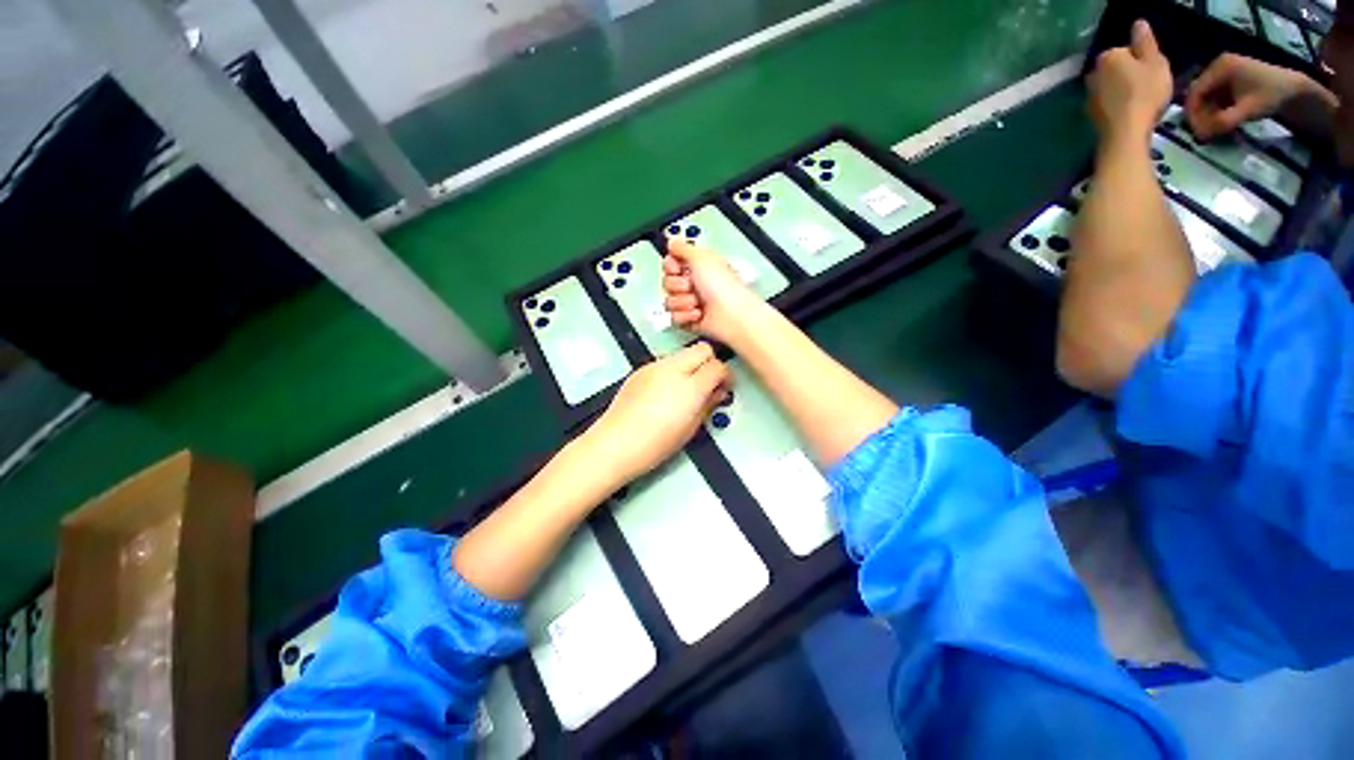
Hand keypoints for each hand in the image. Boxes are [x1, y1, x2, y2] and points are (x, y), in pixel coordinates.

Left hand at [585, 342, 730, 481]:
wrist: (615, 445)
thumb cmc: (651, 445)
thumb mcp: (691, 429)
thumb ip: (708, 405)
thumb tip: (716, 394)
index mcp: (690, 387)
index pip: (718, 366)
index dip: (725, 376)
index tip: (724, 386)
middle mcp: (672, 370)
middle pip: (703, 349)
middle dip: (711, 363)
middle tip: (710, 383)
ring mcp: (654, 368)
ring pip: (683, 353)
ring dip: (691, 365)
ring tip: (688, 389)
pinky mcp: (640, 370)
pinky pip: (665, 362)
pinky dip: (673, 371)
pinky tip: (668, 391)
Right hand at [662, 238, 762, 344]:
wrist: (731, 315)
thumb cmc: (723, 287)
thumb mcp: (702, 257)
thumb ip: (683, 247)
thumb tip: (672, 242)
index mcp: (698, 266)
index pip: (670, 264)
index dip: (671, 266)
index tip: (678, 268)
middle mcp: (694, 284)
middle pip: (667, 282)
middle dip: (677, 285)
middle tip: (692, 286)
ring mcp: (691, 303)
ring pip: (669, 301)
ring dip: (683, 301)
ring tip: (698, 302)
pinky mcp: (690, 320)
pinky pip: (674, 318)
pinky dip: (686, 316)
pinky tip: (698, 314)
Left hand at [1088, 20, 1172, 144]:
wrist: (1125, 132)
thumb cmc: (1145, 93)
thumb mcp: (1155, 62)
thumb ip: (1145, 42)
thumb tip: (1138, 23)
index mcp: (1108, 56)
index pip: (1127, 50)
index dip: (1143, 60)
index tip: (1153, 72)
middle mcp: (1092, 72)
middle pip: (1117, 68)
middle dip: (1131, 75)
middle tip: (1148, 87)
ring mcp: (1088, 94)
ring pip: (1111, 86)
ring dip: (1123, 90)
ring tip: (1139, 101)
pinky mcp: (1090, 113)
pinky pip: (1107, 102)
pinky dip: (1117, 105)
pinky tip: (1128, 112)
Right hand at [1185, 53, 1316, 139]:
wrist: (1291, 88)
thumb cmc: (1270, 96)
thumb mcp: (1248, 110)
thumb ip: (1224, 121)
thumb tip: (1201, 135)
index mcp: (1220, 67)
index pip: (1195, 92)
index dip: (1192, 113)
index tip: (1196, 132)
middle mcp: (1217, 65)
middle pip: (1197, 94)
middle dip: (1199, 115)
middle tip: (1205, 133)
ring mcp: (1221, 71)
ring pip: (1203, 97)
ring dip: (1205, 114)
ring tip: (1214, 128)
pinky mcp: (1226, 78)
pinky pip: (1211, 96)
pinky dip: (1212, 110)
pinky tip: (1220, 119)